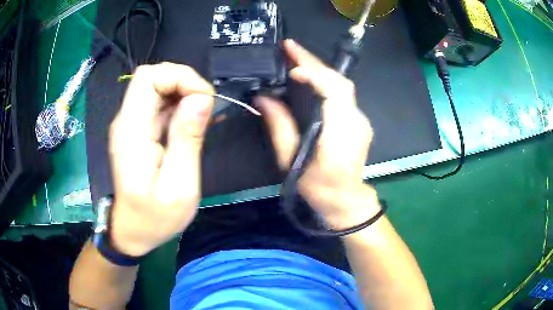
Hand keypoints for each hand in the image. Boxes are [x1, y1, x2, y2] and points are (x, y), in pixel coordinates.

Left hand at [108, 63, 213, 256]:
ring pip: (156, 86)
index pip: (148, 77)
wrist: (133, 231)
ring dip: (183, 92)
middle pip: (151, 76)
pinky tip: (190, 123)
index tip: (204, 100)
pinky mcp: (136, 130)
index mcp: (131, 133)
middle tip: (206, 108)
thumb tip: (201, 99)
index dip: (179, 77)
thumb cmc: (155, 218)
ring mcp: (129, 124)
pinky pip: (157, 102)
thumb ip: (188, 140)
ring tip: (201, 119)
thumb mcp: (180, 186)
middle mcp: (126, 122)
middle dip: (184, 82)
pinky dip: (178, 103)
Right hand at [257, 39, 379, 228]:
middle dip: (314, 61)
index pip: (334, 92)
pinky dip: (326, 82)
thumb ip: (279, 127)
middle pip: (340, 81)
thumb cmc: (317, 187)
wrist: (345, 200)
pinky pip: (343, 95)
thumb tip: (264, 98)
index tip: (292, 68)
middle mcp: (356, 122)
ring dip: (320, 69)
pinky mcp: (359, 121)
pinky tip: (310, 78)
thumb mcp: (291, 161)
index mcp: (340, 134)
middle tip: (289, 47)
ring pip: (342, 85)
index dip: (315, 75)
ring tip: (295, 57)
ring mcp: (361, 120)